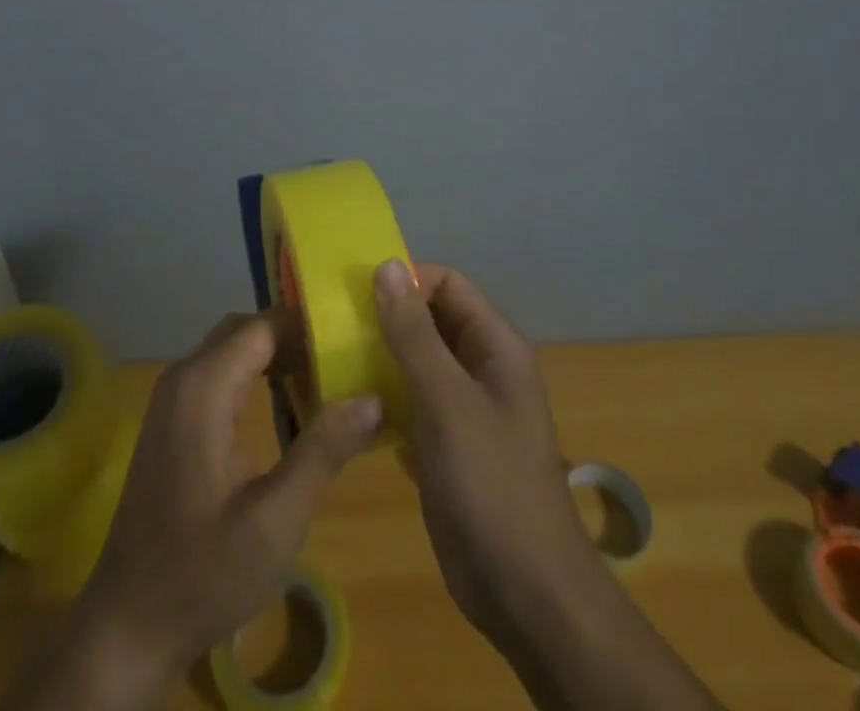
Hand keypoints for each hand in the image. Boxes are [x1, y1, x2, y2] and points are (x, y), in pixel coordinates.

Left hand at [1, 311, 381, 709]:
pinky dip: (255, 375)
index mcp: (203, 387)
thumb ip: (323, 452)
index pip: (263, 326)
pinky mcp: (173, 421)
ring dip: (276, 355)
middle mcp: (183, 378)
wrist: (129, 625)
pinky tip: (288, 405)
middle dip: (295, 337)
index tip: (352, 339)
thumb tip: (373, 399)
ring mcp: (173, 399)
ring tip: (326, 378)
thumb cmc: (203, 572)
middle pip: (246, 331)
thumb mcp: (274, 520)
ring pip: (232, 350)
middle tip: (344, 359)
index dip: (308, 326)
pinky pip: (219, 374)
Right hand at [372, 261, 598, 640]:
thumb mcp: (448, 401)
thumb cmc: (492, 484)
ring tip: (332, 362)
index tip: (356, 297)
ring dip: (380, 358)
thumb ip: (414, 334)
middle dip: (386, 318)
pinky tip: (350, 408)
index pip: (447, 284)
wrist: (526, 594)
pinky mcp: (446, 444)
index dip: (406, 282)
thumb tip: (387, 265)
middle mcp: (481, 367)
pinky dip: (384, 398)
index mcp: (495, 345)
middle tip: (334, 329)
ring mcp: (464, 407)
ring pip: (417, 361)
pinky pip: (411, 402)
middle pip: (431, 320)